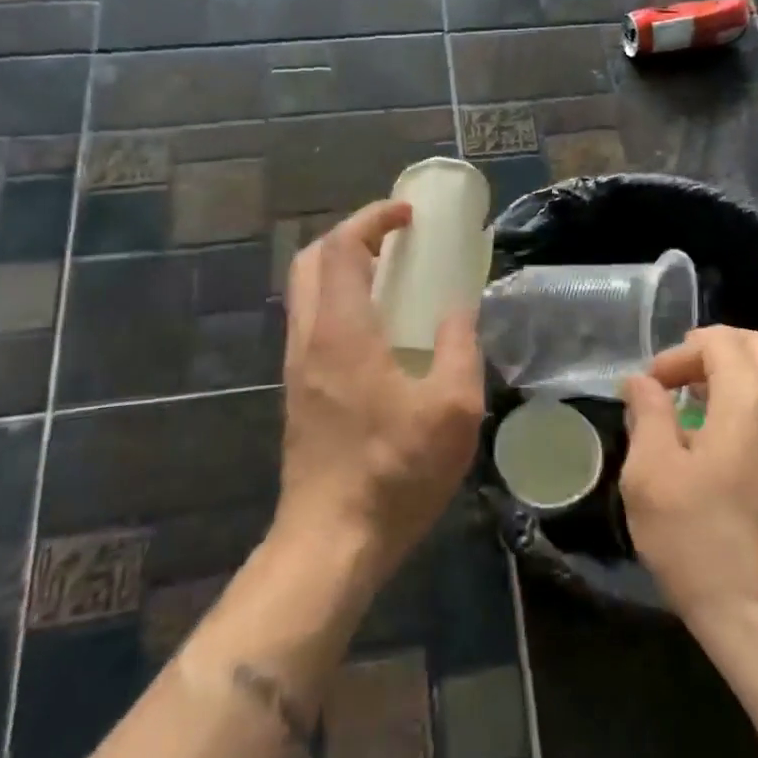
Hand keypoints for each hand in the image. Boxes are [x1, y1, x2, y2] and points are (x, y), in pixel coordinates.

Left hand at [277, 200, 485, 586]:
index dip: (372, 219)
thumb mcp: (453, 409)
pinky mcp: (298, 391)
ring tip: (390, 277)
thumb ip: (460, 347)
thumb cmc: (394, 471)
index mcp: (341, 331)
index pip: (342, 247)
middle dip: (351, 236)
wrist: (330, 542)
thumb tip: (459, 309)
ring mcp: (296, 366)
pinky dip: (338, 300)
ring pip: (306, 291)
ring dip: (342, 268)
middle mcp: (309, 338)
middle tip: (395, 240)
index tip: (408, 215)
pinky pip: (311, 321)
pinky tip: (377, 329)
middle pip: (311, 260)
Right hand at [620, 326, 757, 635]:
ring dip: (732, 375)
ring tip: (691, 406)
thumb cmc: (699, 544)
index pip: (721, 341)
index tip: (652, 387)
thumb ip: (647, 415)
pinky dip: (747, 401)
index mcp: (751, 404)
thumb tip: (642, 383)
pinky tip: (714, 440)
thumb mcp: (651, 476)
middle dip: (713, 349)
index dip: (679, 352)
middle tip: (676, 379)